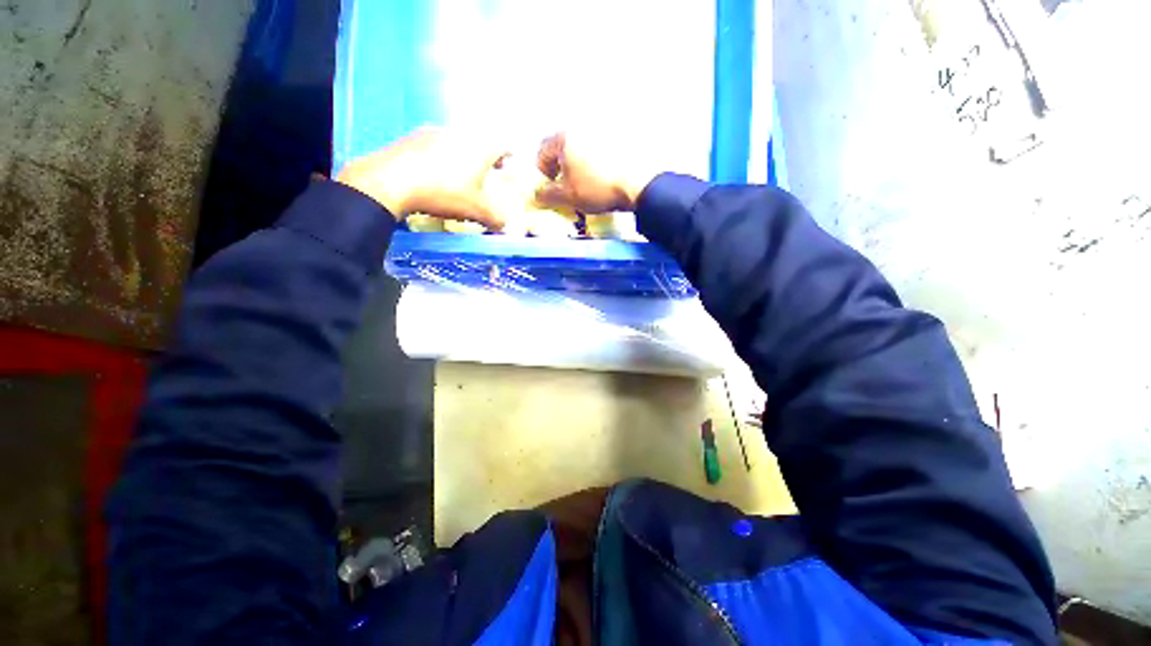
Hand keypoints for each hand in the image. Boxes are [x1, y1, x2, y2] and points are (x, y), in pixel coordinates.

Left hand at [336, 128, 506, 228]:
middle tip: (489, 170)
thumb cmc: (444, 193)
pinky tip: (436, 172)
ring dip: (465, 154)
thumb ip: (495, 219)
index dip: (509, 154)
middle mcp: (460, 133)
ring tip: (463, 173)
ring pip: (458, 141)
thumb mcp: (475, 211)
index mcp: (480, 147)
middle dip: (487, 156)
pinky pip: (437, 144)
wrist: (391, 181)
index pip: (503, 144)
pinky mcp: (413, 137)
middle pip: (481, 140)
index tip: (510, 163)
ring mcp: (434, 132)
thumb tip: (504, 227)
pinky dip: (443, 155)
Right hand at [534, 132, 661, 213]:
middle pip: (563, 146)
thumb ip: (547, 195)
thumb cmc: (597, 188)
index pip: (542, 151)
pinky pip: (600, 147)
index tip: (548, 186)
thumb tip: (536, 195)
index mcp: (565, 136)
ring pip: (582, 146)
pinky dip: (597, 160)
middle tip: (565, 184)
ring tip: (586, 181)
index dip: (541, 171)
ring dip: (579, 163)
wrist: (639, 183)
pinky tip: (603, 175)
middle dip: (560, 166)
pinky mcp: (621, 135)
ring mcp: (603, 128)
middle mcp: (582, 125)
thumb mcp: (568, 196)